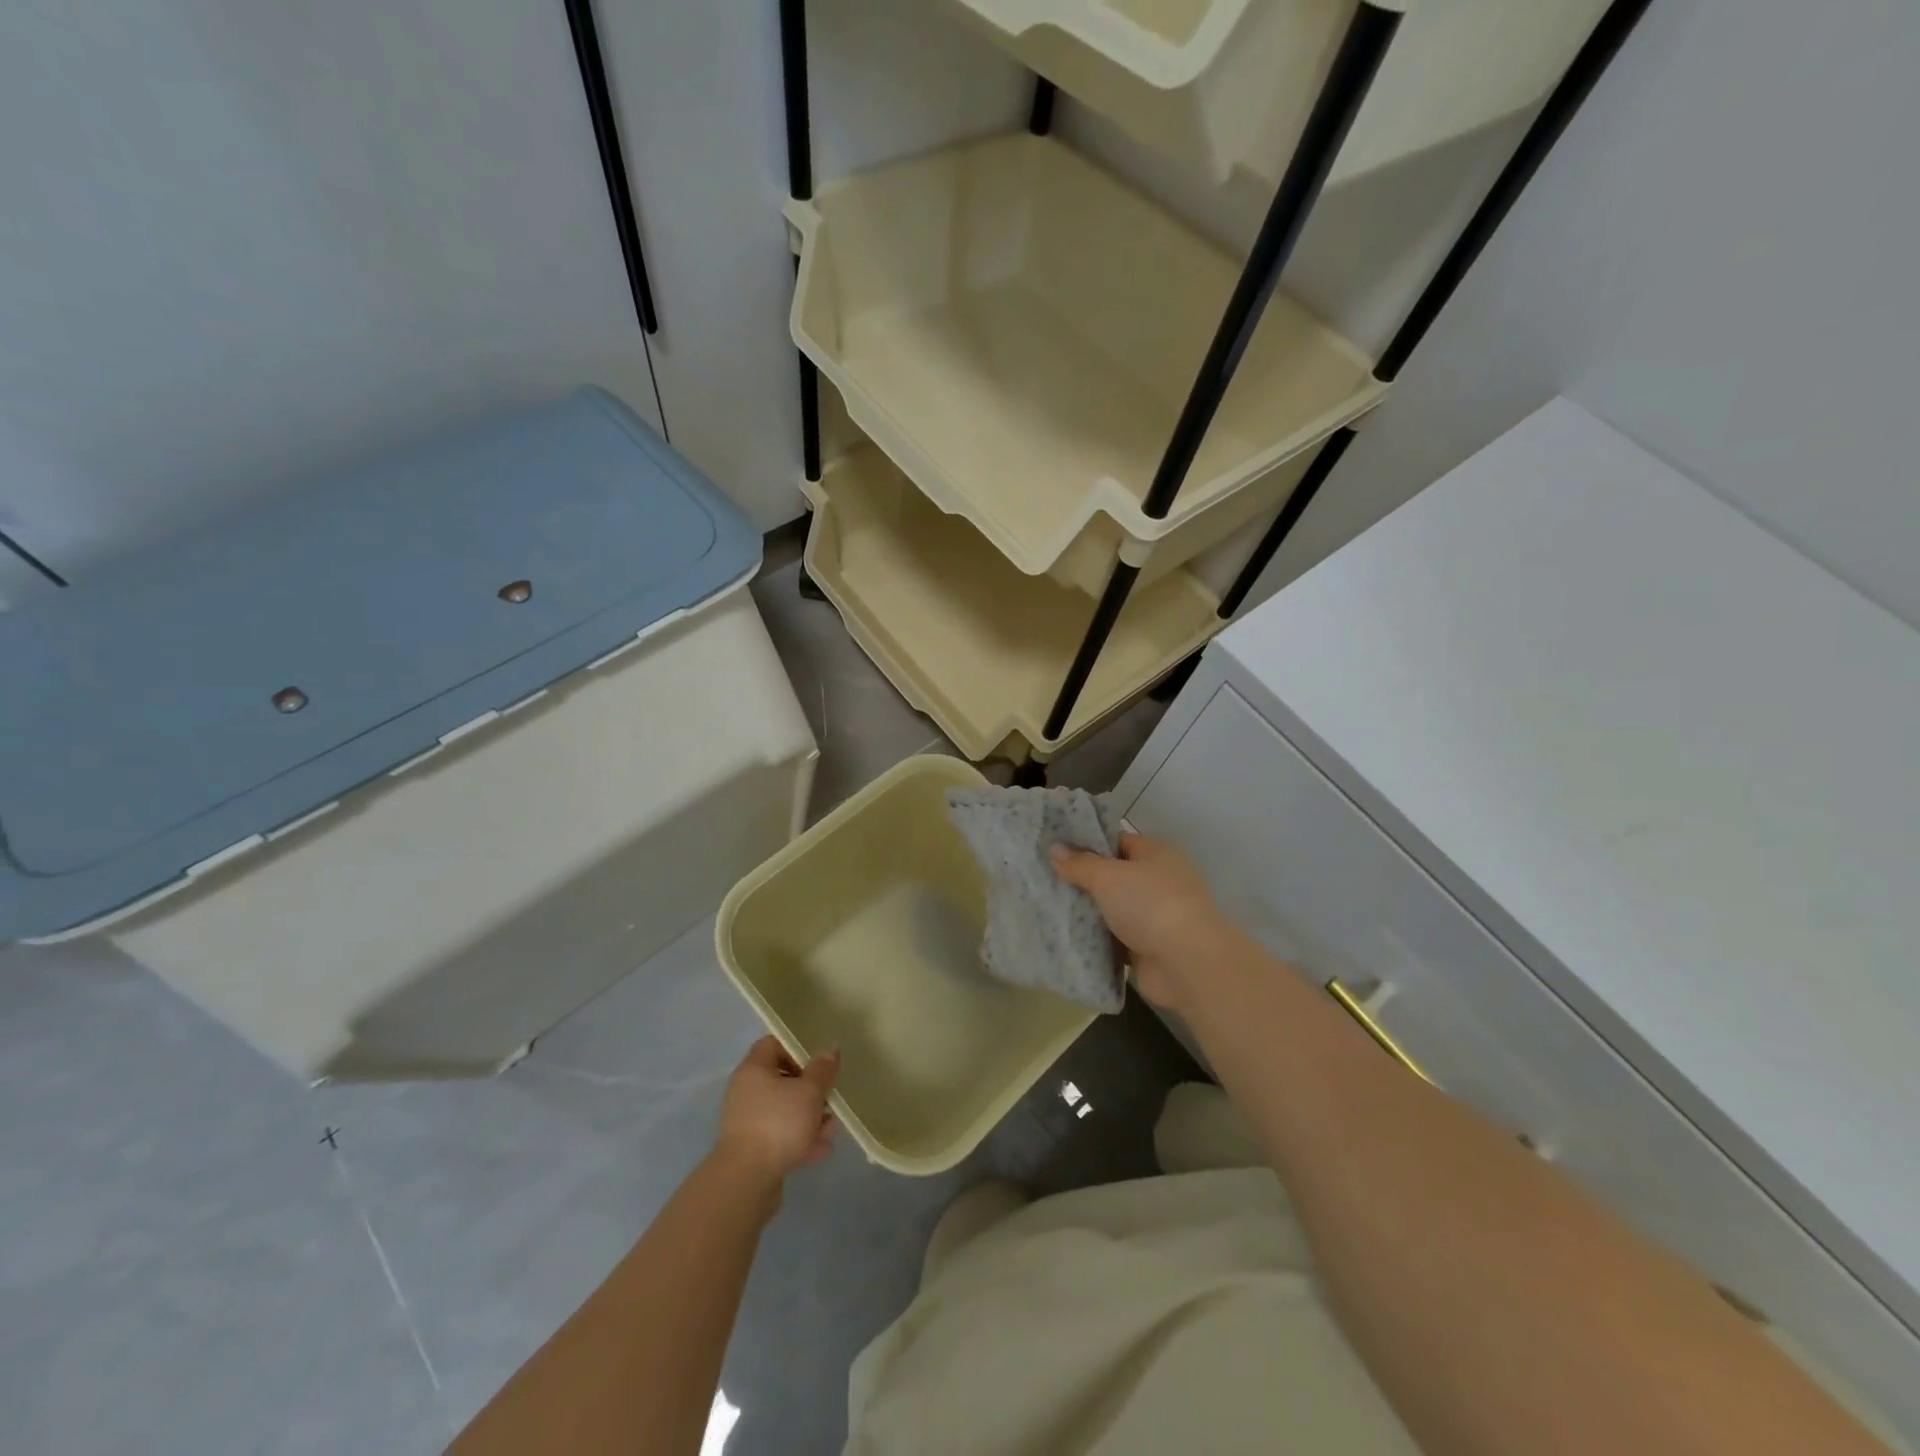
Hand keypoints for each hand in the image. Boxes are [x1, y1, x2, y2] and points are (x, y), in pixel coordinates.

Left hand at [713, 1037, 838, 1187]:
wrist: (746, 1181)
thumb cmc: (778, 1124)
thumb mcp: (809, 1092)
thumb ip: (822, 1069)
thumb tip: (830, 1048)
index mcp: (754, 1069)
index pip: (774, 1043)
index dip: (798, 1048)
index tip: (819, 1062)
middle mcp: (747, 1090)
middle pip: (784, 1079)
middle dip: (811, 1092)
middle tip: (829, 1100)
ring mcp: (748, 1120)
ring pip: (786, 1110)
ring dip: (810, 1119)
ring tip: (828, 1132)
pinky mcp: (752, 1147)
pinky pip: (780, 1134)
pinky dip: (798, 1139)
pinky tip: (817, 1151)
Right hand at [1051, 833, 1241, 1015]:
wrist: (1187, 963)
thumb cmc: (1149, 905)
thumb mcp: (1108, 876)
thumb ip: (1080, 863)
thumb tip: (1055, 849)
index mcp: (1156, 854)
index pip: (1117, 841)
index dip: (1087, 843)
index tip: (1055, 849)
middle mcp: (1158, 881)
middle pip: (1113, 876)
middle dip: (1083, 880)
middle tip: (1045, 879)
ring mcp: (1155, 916)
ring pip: (1112, 909)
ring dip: (1088, 912)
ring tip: (1048, 906)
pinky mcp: (1148, 947)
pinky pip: (1115, 938)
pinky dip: (1096, 939)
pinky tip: (1066, 936)